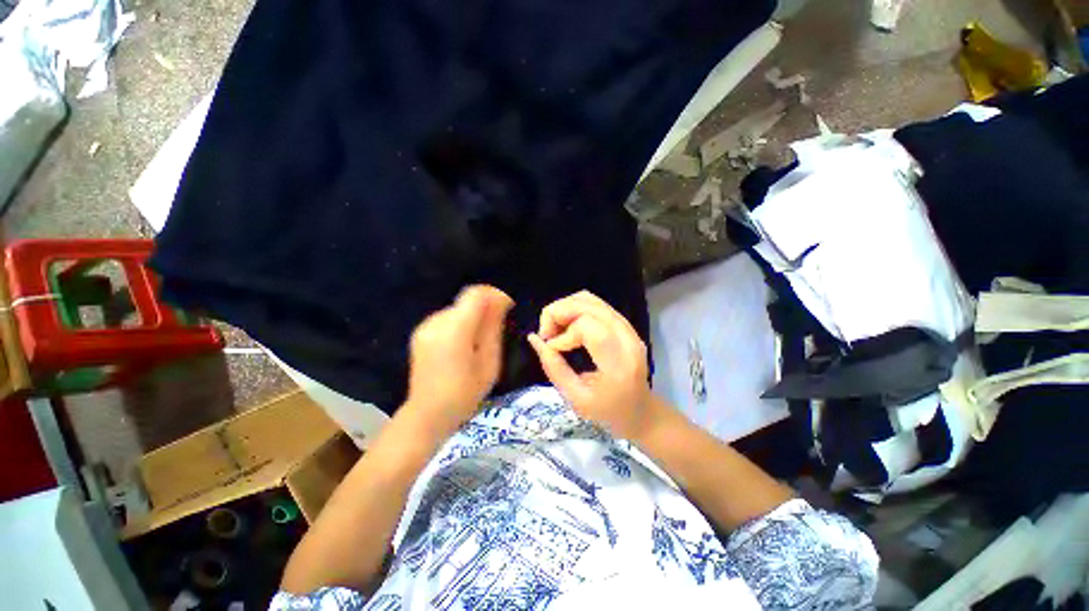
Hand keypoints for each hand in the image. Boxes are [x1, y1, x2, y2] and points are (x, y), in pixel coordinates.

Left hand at [403, 285, 513, 440]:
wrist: (428, 414)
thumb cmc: (465, 393)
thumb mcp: (489, 362)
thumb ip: (493, 328)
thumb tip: (501, 303)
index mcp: (455, 330)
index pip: (476, 294)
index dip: (496, 295)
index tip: (509, 306)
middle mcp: (437, 321)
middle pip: (466, 300)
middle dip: (486, 306)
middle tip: (499, 324)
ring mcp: (425, 326)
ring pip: (458, 308)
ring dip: (473, 314)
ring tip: (482, 336)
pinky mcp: (420, 332)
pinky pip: (447, 318)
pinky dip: (461, 322)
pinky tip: (465, 342)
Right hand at [527, 291, 658, 439]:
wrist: (640, 411)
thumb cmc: (608, 412)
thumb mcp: (576, 399)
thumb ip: (554, 368)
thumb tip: (534, 339)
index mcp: (618, 363)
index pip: (588, 327)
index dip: (563, 334)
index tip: (552, 350)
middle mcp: (627, 338)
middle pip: (587, 305)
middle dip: (558, 312)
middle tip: (547, 333)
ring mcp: (628, 328)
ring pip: (590, 299)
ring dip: (565, 308)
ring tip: (555, 329)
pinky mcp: (624, 324)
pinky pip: (595, 304)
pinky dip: (574, 309)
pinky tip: (567, 326)